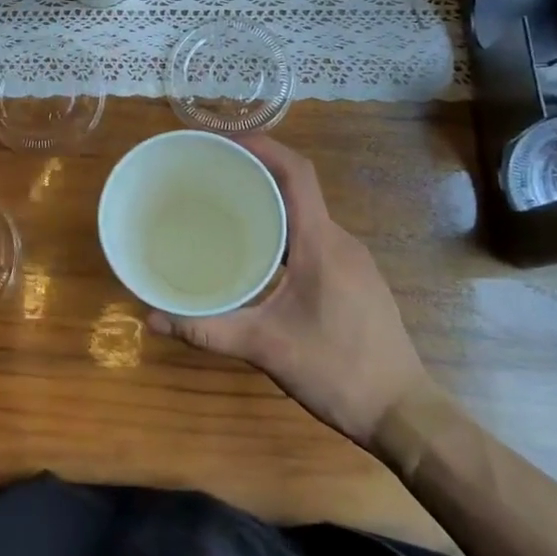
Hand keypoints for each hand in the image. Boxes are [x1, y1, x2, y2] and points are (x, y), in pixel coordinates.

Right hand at [149, 136, 432, 445]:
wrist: (403, 414)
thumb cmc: (337, 371)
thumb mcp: (266, 349)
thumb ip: (208, 331)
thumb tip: (152, 319)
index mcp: (321, 242)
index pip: (296, 172)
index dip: (263, 146)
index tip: (224, 141)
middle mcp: (340, 240)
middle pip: (298, 188)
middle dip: (257, 172)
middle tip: (211, 174)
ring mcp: (352, 260)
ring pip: (307, 214)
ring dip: (271, 203)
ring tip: (227, 208)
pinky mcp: (355, 278)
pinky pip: (315, 237)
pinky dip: (285, 229)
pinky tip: (261, 254)